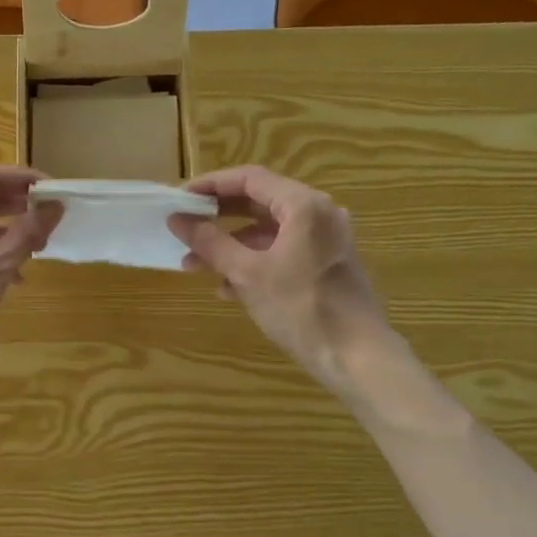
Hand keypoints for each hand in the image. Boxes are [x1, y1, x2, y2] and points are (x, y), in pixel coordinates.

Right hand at [169, 165, 395, 390]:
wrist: (358, 357)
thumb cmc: (301, 309)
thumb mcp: (247, 274)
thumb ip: (210, 242)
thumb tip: (178, 219)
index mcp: (303, 206)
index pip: (249, 179)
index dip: (211, 185)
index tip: (180, 198)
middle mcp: (319, 214)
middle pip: (259, 203)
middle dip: (218, 218)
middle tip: (184, 227)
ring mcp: (326, 240)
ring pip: (268, 231)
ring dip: (231, 245)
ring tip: (195, 266)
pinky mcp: (327, 265)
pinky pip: (283, 252)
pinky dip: (254, 261)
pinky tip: (228, 288)